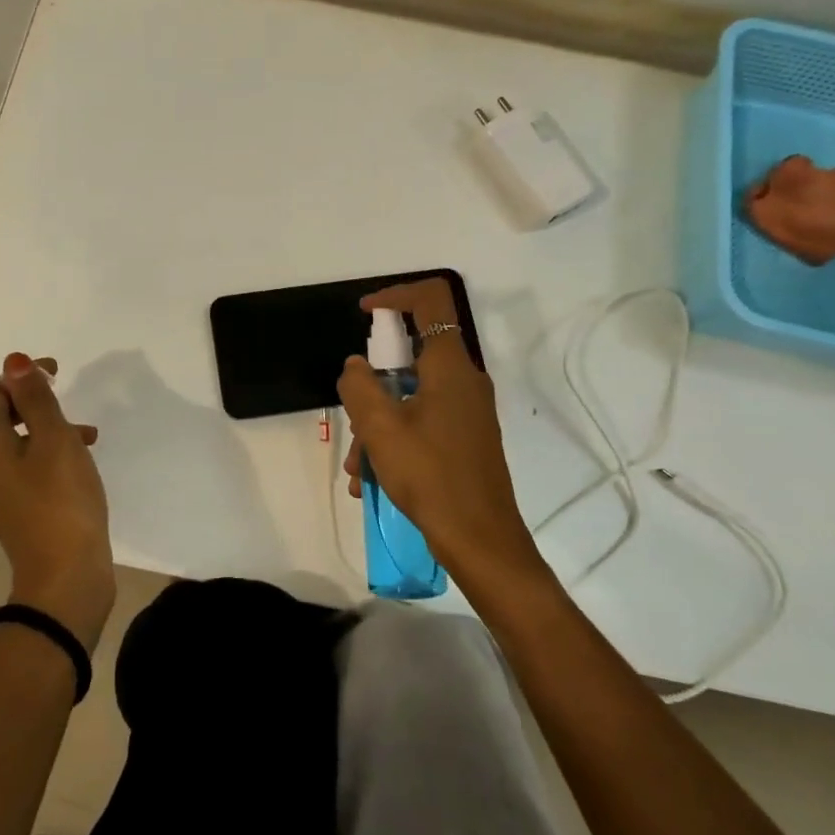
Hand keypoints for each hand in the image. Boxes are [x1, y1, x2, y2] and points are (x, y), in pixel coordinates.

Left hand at [0, 353, 114, 649]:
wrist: (67, 577)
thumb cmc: (61, 501)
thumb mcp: (54, 440)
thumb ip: (36, 399)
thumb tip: (13, 361)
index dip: (18, 377)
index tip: (56, 371)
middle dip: (29, 401)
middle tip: (62, 395)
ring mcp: (3, 493)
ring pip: (17, 443)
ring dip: (45, 426)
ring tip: (85, 431)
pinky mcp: (23, 510)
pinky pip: (29, 467)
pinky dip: (51, 452)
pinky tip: (83, 460)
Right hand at [338, 280, 541, 588]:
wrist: (480, 539)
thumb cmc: (430, 475)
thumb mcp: (380, 428)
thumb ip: (359, 386)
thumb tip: (356, 366)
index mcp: (450, 366)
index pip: (430, 300)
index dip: (394, 295)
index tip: (364, 314)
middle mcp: (464, 380)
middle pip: (412, 357)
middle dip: (373, 386)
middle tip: (354, 417)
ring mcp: (468, 411)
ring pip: (412, 397)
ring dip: (378, 424)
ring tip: (358, 470)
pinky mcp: (466, 438)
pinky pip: (422, 423)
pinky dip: (395, 441)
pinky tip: (373, 482)